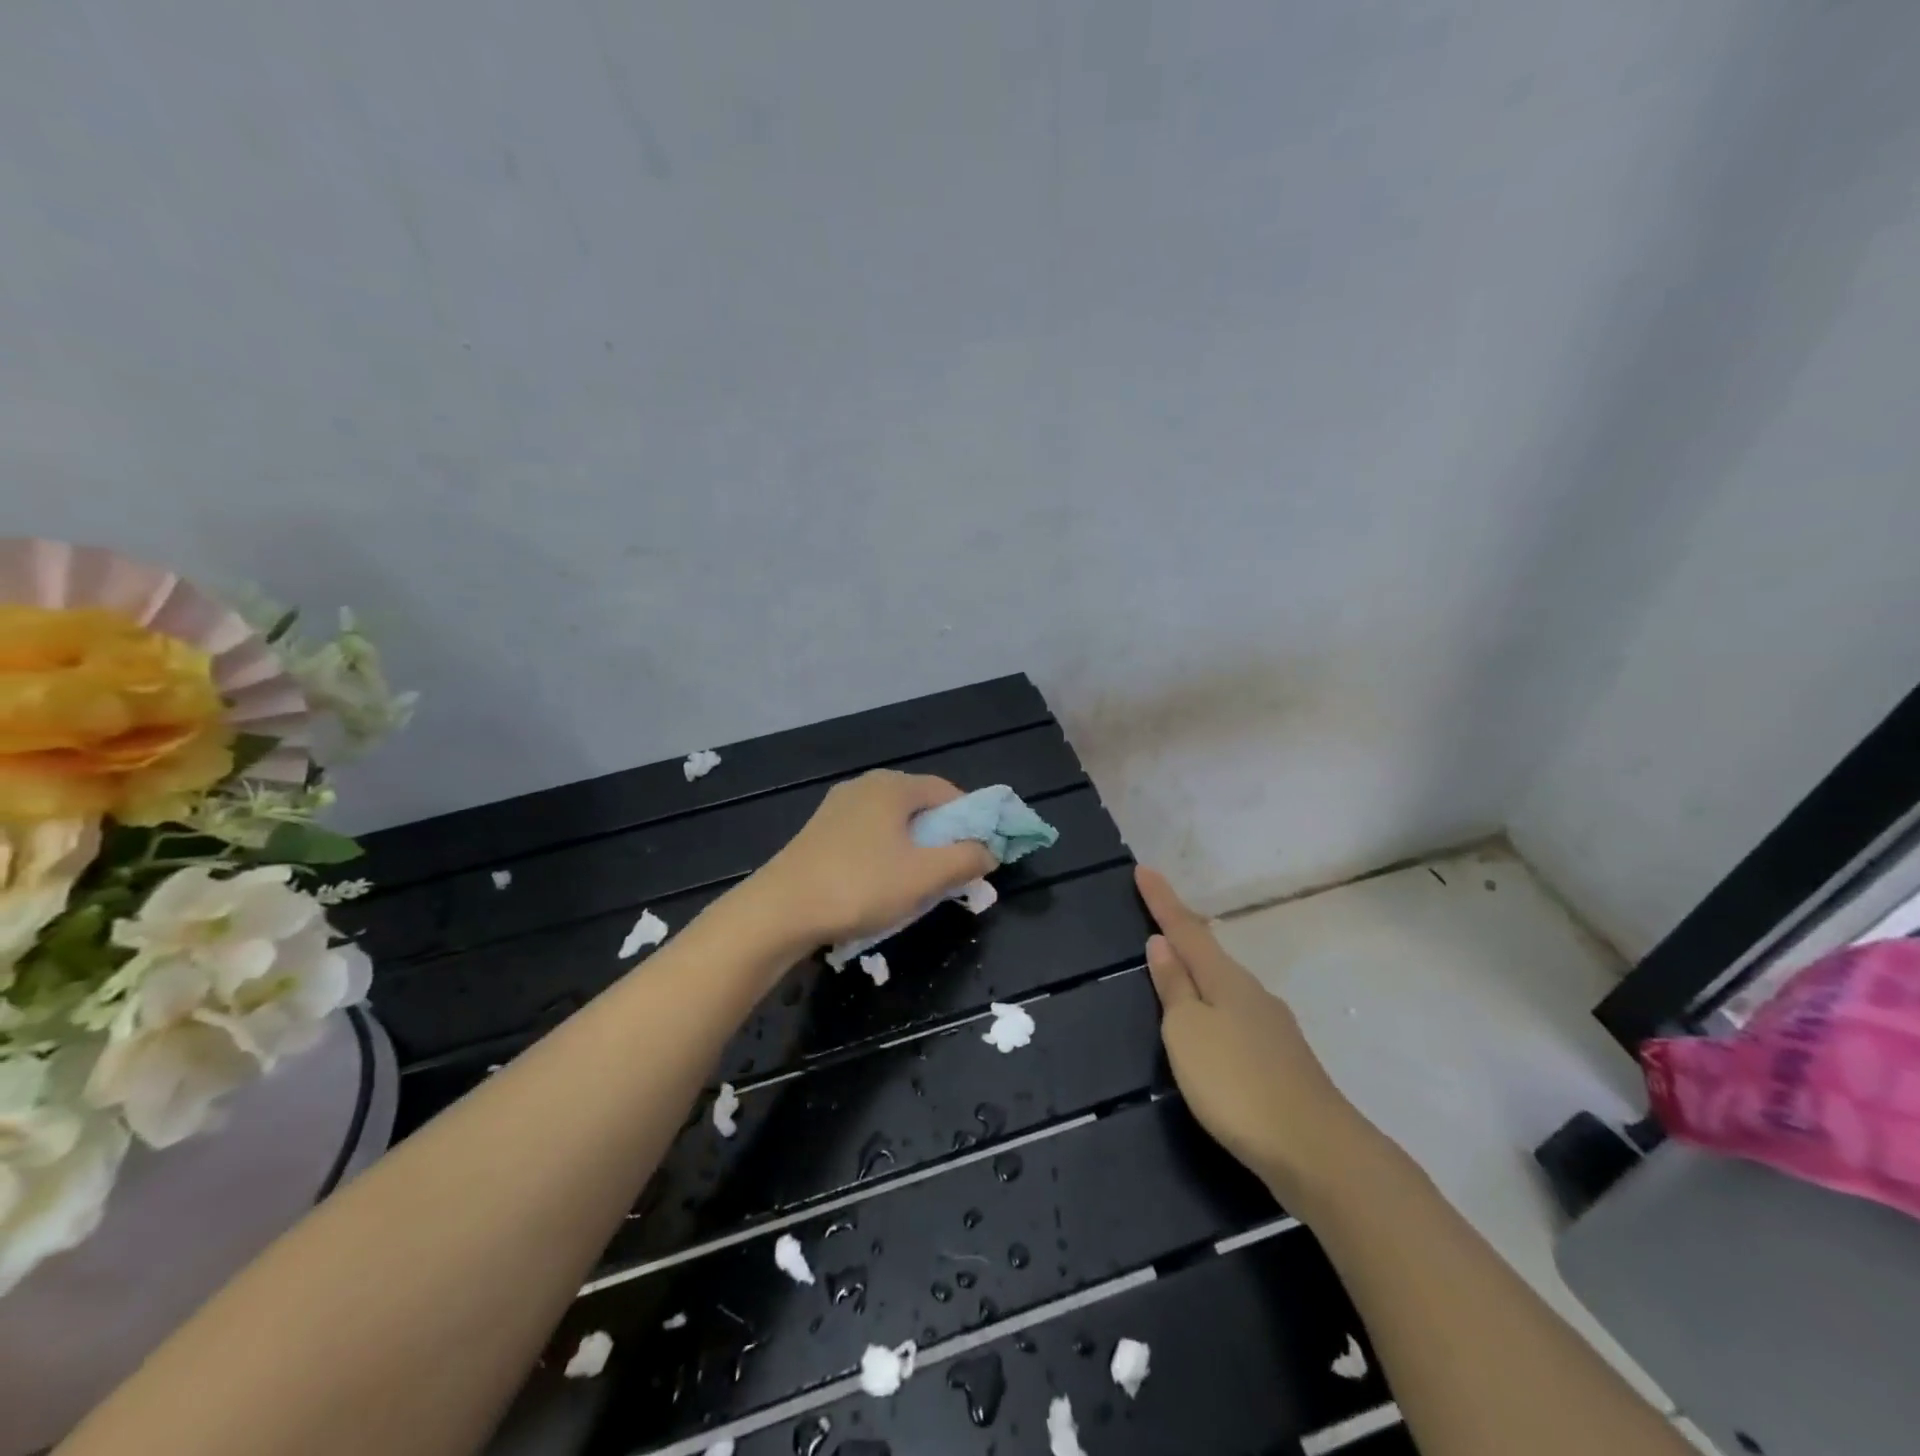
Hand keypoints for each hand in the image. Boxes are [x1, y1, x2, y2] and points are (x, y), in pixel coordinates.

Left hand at [752, 771, 996, 950]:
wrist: (778, 912)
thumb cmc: (860, 886)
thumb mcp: (925, 877)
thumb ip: (966, 859)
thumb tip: (989, 851)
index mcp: (893, 786)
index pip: (949, 792)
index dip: (972, 821)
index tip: (978, 855)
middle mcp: (865, 786)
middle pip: (920, 807)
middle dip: (942, 839)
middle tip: (951, 875)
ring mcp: (837, 808)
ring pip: (893, 824)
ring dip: (913, 851)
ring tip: (917, 887)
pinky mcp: (819, 833)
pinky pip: (868, 837)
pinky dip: (885, 856)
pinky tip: (879, 887)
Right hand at [1136, 865, 1373, 1208]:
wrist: (1317, 1151)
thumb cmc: (1236, 1084)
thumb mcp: (1187, 1033)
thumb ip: (1174, 987)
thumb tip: (1161, 943)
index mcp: (1225, 979)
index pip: (1185, 929)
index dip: (1162, 900)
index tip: (1143, 869)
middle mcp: (1251, 992)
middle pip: (1209, 952)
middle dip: (1182, 932)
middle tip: (1158, 914)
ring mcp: (1272, 1026)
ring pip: (1225, 984)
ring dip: (1199, 970)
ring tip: (1177, 967)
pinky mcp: (1282, 1059)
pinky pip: (1237, 1014)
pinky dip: (1215, 1005)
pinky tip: (1212, 1026)